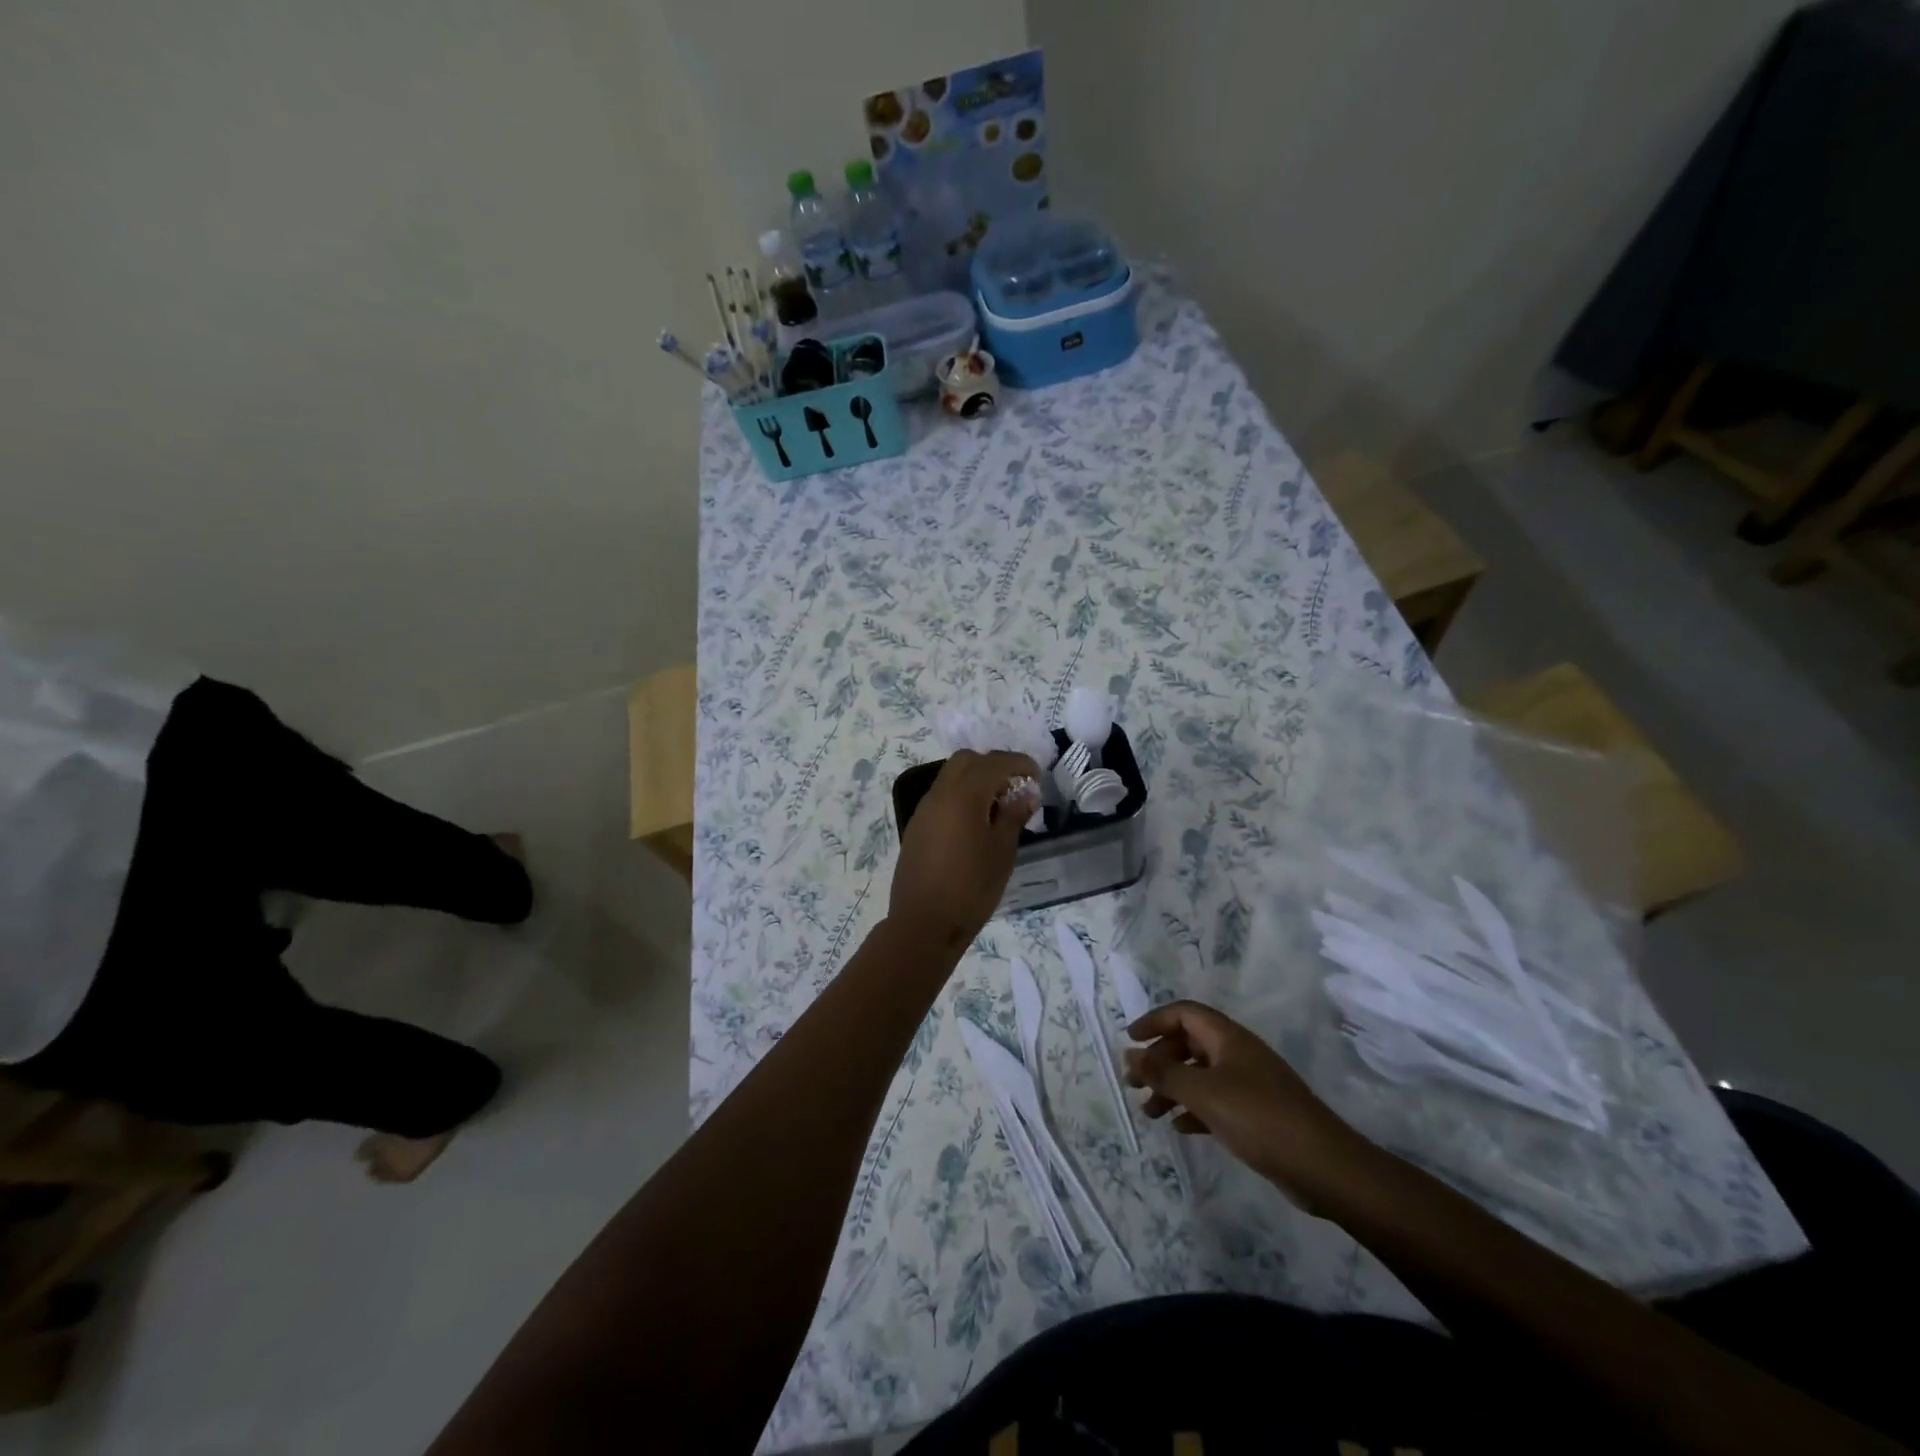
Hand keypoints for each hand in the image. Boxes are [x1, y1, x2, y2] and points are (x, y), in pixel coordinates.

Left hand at [887, 749, 1039, 954]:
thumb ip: (1013, 817)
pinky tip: (974, 824)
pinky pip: (941, 798)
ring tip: (997, 808)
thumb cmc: (971, 888)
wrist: (923, 924)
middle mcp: (939, 795)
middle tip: (1014, 787)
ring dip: (975, 781)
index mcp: (963, 796)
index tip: (1037, 775)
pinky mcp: (916, 828)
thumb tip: (1026, 794)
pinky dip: (960, 797)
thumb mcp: (1002, 852)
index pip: (994, 763)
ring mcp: (923, 811)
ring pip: (950, 778)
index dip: (1018, 764)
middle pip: (966, 761)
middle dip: (993, 766)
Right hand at [1124, 1000, 1371, 1213]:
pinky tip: (1180, 1128)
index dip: (1154, 1021)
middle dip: (1159, 1061)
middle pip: (1189, 1044)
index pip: (1184, 1013)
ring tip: (1150, 1113)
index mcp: (1227, 1038)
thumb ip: (1163, 1074)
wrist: (1324, 1167)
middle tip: (1133, 1084)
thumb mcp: (1203, 1094)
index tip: (1130, 1040)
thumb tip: (1129, 1053)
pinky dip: (1194, 1109)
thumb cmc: (1259, 1118)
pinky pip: (1215, 1100)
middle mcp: (1237, 1053)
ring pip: (1200, 1075)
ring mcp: (1249, 1083)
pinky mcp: (1257, 1113)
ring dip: (1172, 1088)